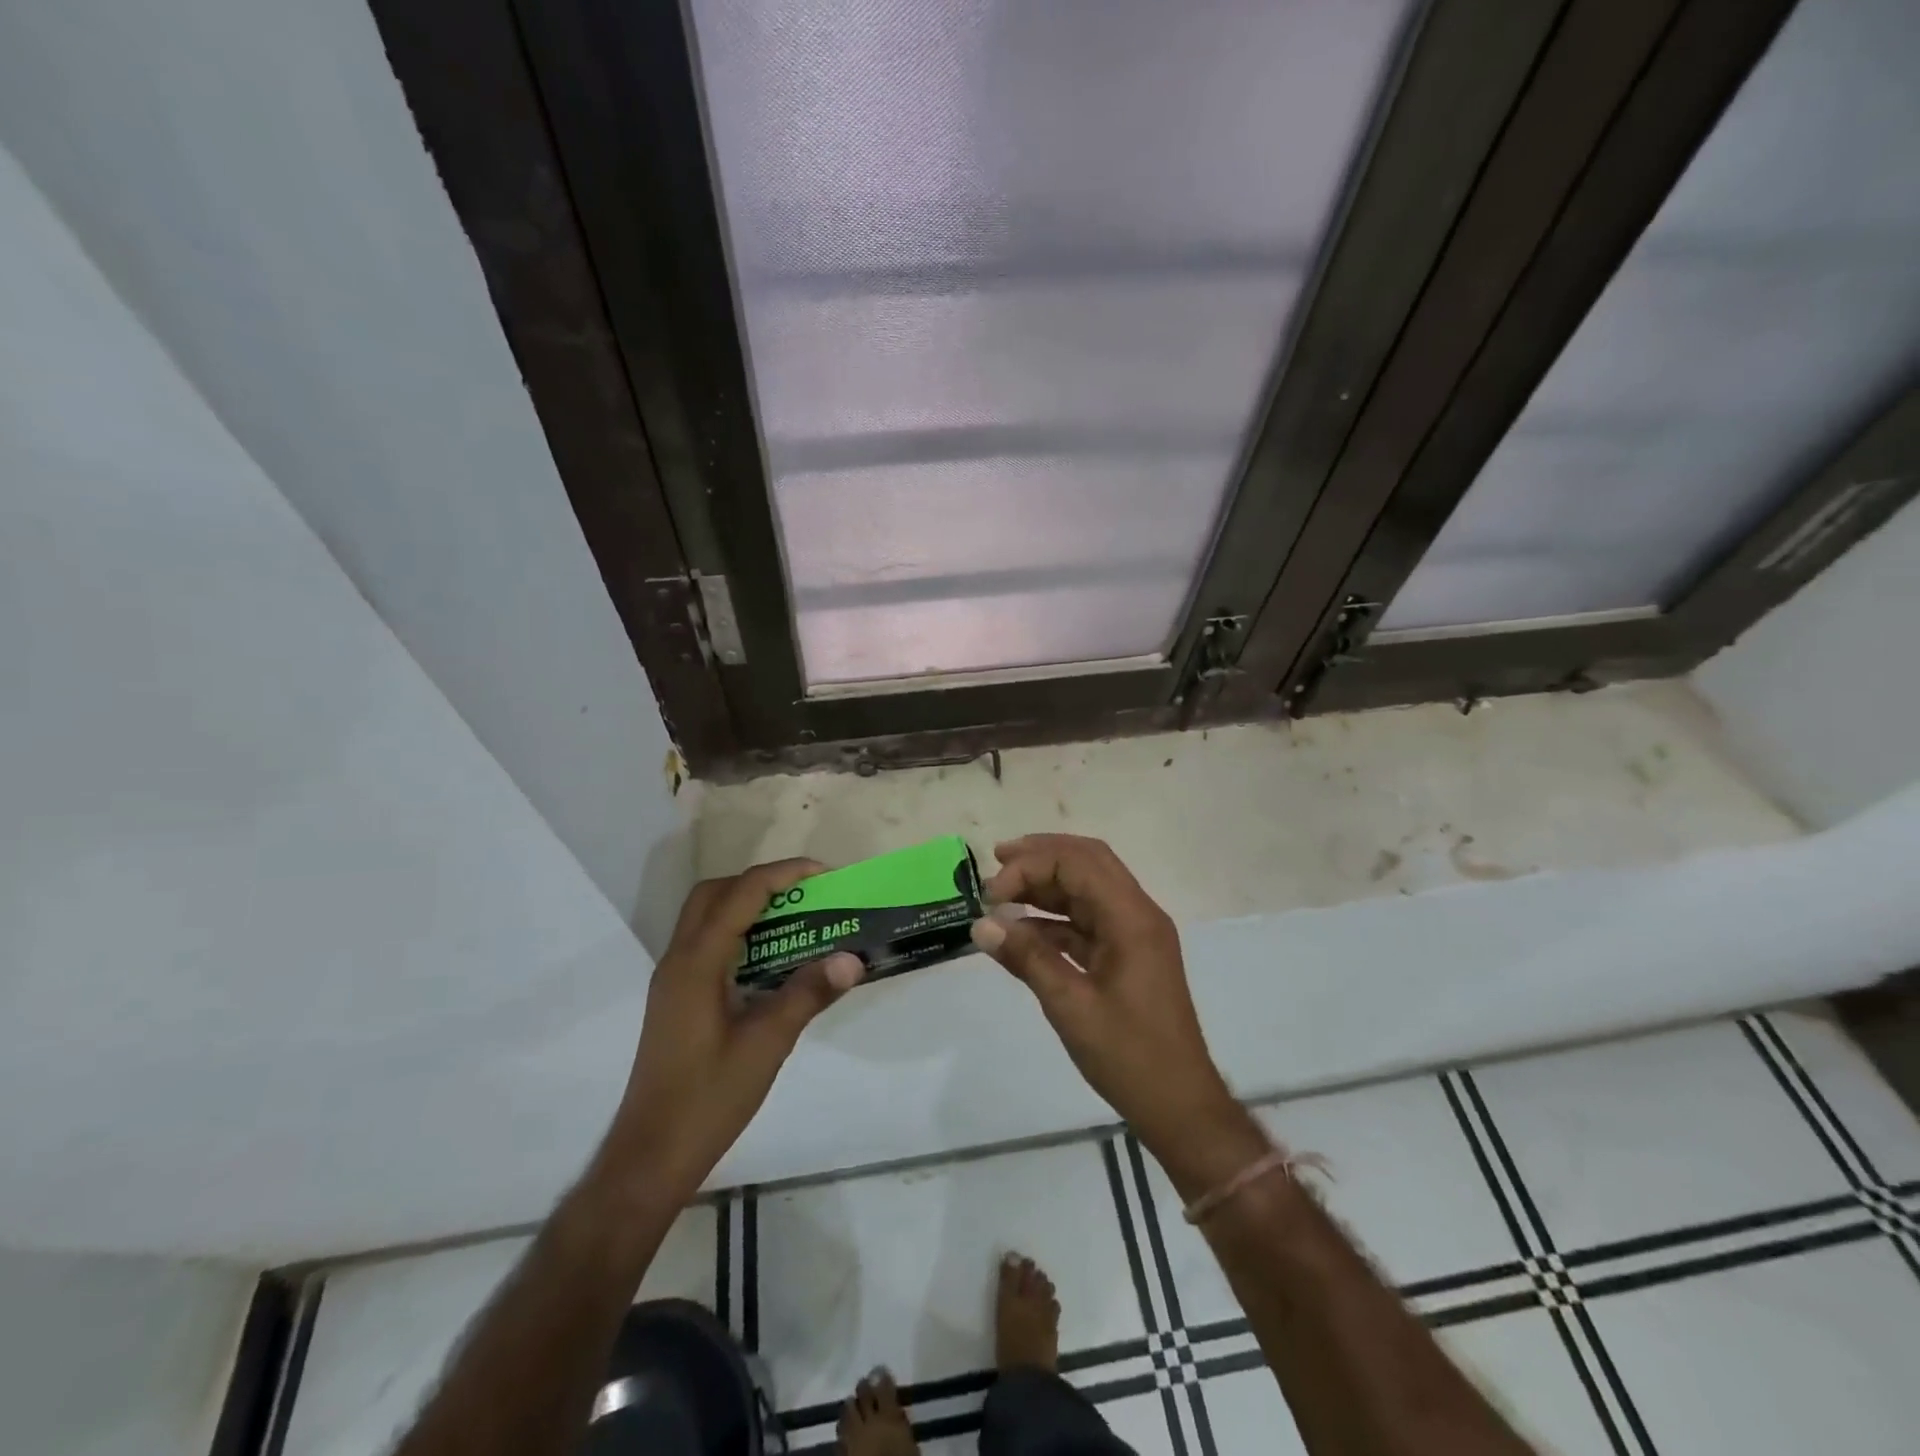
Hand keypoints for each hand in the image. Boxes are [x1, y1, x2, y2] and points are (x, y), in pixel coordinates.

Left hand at [602, 858, 863, 1201]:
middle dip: (761, 882)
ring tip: (795, 919)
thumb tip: (852, 959)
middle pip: (715, 893)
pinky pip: (707, 943)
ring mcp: (673, 980)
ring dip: (748, 905)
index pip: (742, 894)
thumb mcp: (767, 1044)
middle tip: (806, 894)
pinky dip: (738, 933)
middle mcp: (679, 960)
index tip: (825, 875)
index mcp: (697, 963)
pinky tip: (770, 960)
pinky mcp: (677, 998)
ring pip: (706, 917)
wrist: (651, 1155)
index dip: (784, 874)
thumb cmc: (708, 1099)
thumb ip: (808, 994)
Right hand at [970, 835, 1266, 1195]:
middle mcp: (1137, 914)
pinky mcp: (1128, 954)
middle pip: (1087, 862)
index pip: (1078, 863)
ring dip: (1046, 884)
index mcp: (1132, 918)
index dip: (1031, 866)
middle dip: (1041, 856)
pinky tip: (1022, 930)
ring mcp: (1134, 934)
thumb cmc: (1129, 1056)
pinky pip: (1088, 920)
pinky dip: (1054, 917)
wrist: (1179, 1105)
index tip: (992, 894)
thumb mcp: (1071, 1006)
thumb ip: (1027, 958)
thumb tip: (982, 925)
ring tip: (1002, 892)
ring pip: (1087, 888)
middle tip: (997, 861)